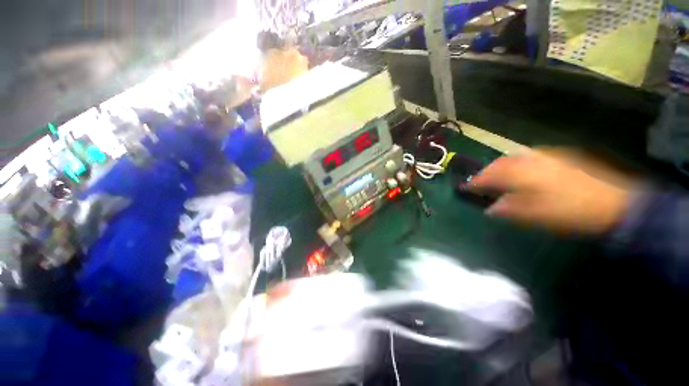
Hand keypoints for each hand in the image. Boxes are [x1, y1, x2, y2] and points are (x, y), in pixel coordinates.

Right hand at [466, 150, 632, 234]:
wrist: (613, 204)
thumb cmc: (568, 212)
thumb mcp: (534, 216)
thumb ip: (507, 210)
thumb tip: (490, 208)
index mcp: (522, 174)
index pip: (489, 176)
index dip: (475, 182)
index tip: (465, 188)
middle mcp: (531, 160)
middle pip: (500, 162)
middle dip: (487, 171)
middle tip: (480, 182)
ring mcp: (547, 157)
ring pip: (515, 157)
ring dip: (502, 166)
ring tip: (498, 176)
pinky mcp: (561, 158)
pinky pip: (531, 156)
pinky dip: (519, 163)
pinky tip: (523, 171)